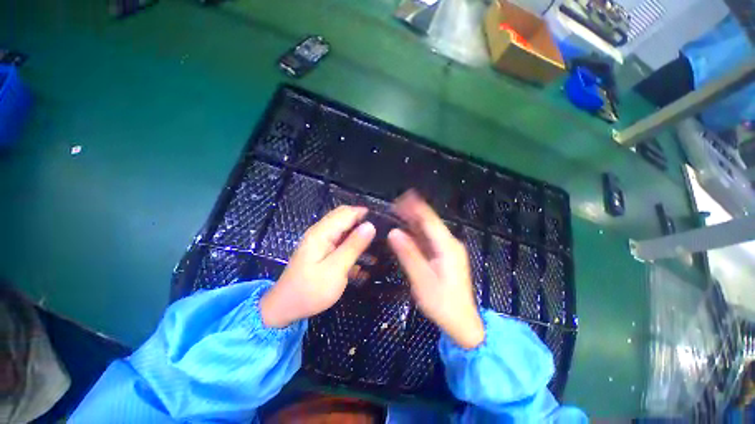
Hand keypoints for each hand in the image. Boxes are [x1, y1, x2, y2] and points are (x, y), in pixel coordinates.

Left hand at [260, 206, 375, 327]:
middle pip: (345, 217)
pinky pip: (341, 240)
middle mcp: (321, 231)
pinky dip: (353, 244)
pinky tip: (364, 256)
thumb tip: (370, 225)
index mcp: (322, 232)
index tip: (384, 223)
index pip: (347, 212)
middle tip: (382, 234)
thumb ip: (353, 246)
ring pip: (345, 229)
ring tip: (378, 245)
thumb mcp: (335, 269)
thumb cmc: (310, 291)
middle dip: (364, 222)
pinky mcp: (322, 250)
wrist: (285, 308)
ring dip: (360, 234)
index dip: (365, 214)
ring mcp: (321, 241)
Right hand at [387, 191, 483, 348]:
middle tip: (395, 203)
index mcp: (447, 246)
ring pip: (429, 230)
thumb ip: (408, 255)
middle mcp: (449, 244)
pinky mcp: (444, 257)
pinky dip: (417, 232)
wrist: (462, 323)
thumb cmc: (442, 304)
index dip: (416, 207)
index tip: (401, 197)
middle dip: (414, 211)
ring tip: (398, 211)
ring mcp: (448, 250)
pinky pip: (429, 239)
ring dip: (414, 220)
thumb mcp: (422, 280)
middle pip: (430, 222)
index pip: (430, 220)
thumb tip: (394, 233)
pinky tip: (408, 229)